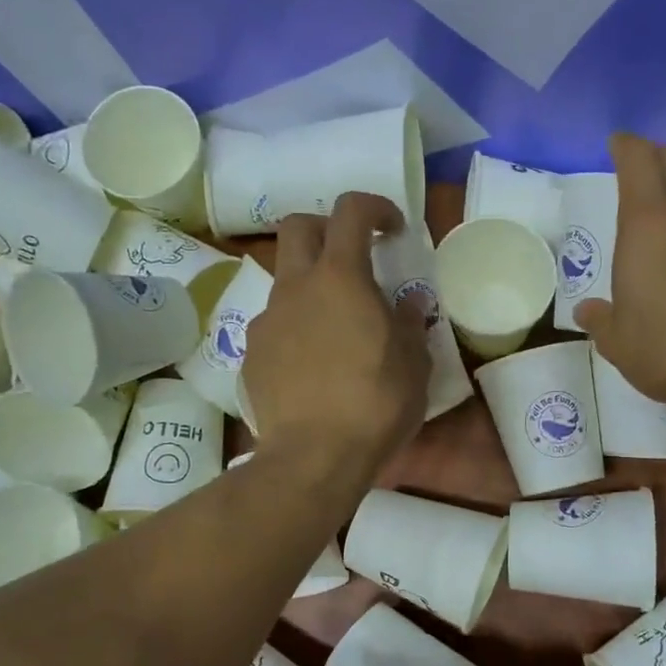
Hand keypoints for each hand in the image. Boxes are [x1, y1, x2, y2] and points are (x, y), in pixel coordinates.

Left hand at [243, 192, 430, 480]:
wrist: (313, 457)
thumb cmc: (375, 405)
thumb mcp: (413, 364)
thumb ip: (409, 323)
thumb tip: (407, 302)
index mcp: (340, 279)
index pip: (350, 211)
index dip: (374, 207)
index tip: (393, 229)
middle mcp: (296, 288)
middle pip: (298, 227)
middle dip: (326, 229)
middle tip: (352, 259)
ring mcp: (267, 321)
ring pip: (285, 281)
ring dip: (311, 287)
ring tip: (336, 329)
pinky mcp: (251, 355)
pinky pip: (274, 326)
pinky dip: (295, 330)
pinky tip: (313, 367)